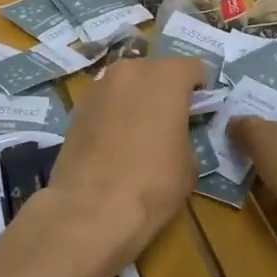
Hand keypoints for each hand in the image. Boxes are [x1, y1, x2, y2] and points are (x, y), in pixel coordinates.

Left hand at [44, 56, 206, 266]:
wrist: (91, 209)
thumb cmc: (153, 183)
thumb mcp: (189, 164)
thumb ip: (185, 135)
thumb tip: (174, 135)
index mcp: (165, 77)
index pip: (192, 67)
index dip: (201, 88)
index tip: (200, 109)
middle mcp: (129, 71)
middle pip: (155, 71)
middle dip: (164, 90)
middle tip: (169, 121)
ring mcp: (98, 87)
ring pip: (126, 85)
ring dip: (135, 100)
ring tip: (138, 133)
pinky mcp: (75, 109)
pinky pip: (105, 103)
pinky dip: (113, 115)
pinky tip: (114, 144)